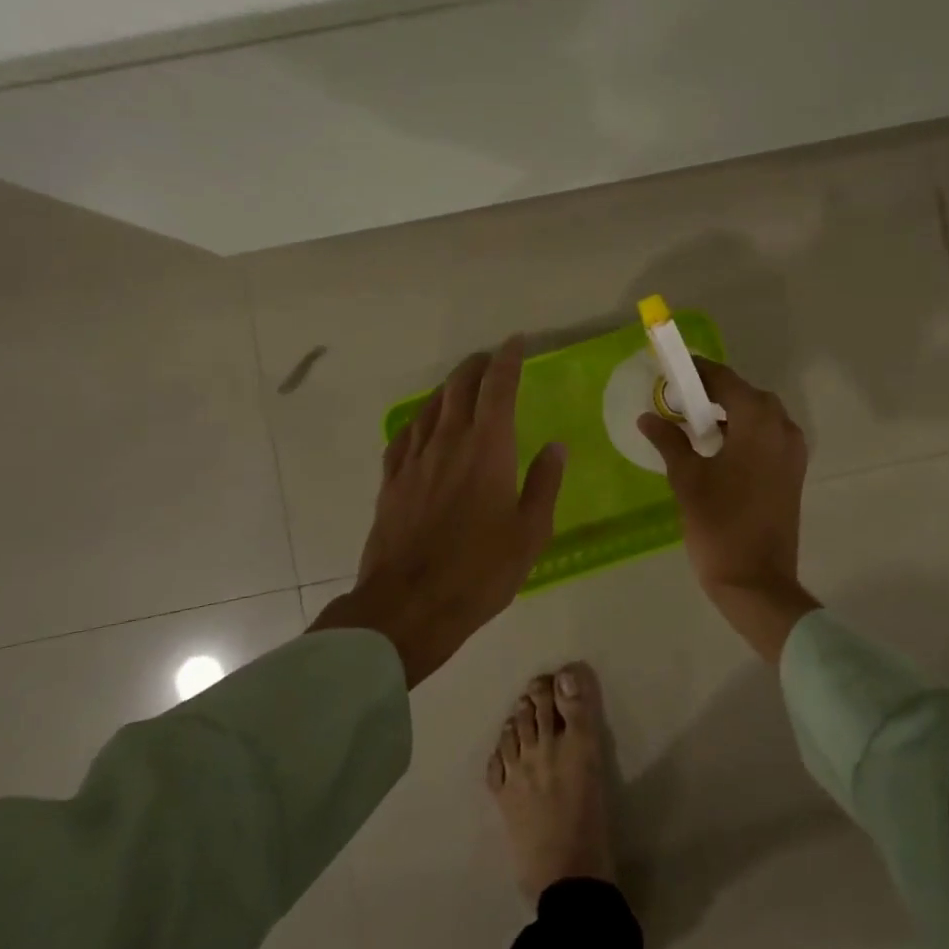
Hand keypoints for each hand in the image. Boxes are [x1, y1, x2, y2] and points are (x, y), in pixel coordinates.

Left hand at [313, 336, 565, 685]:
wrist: (408, 607)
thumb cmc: (480, 572)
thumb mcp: (530, 533)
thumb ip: (544, 484)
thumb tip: (556, 446)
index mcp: (488, 449)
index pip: (498, 388)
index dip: (508, 360)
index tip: (516, 342)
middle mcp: (449, 443)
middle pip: (460, 388)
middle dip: (477, 366)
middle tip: (491, 359)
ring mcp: (415, 461)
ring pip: (431, 407)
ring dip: (449, 388)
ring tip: (462, 385)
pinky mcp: (391, 483)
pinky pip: (405, 436)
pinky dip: (420, 420)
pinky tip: (423, 426)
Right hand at [638, 359, 819, 661]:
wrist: (757, 582)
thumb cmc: (719, 525)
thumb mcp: (687, 479)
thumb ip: (669, 441)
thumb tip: (648, 417)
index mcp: (759, 423)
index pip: (726, 380)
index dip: (698, 372)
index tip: (671, 370)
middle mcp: (782, 428)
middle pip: (746, 395)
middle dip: (714, 392)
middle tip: (679, 400)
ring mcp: (792, 452)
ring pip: (760, 416)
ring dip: (730, 413)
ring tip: (694, 424)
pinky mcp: (792, 473)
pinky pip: (768, 437)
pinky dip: (744, 433)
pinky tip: (717, 449)